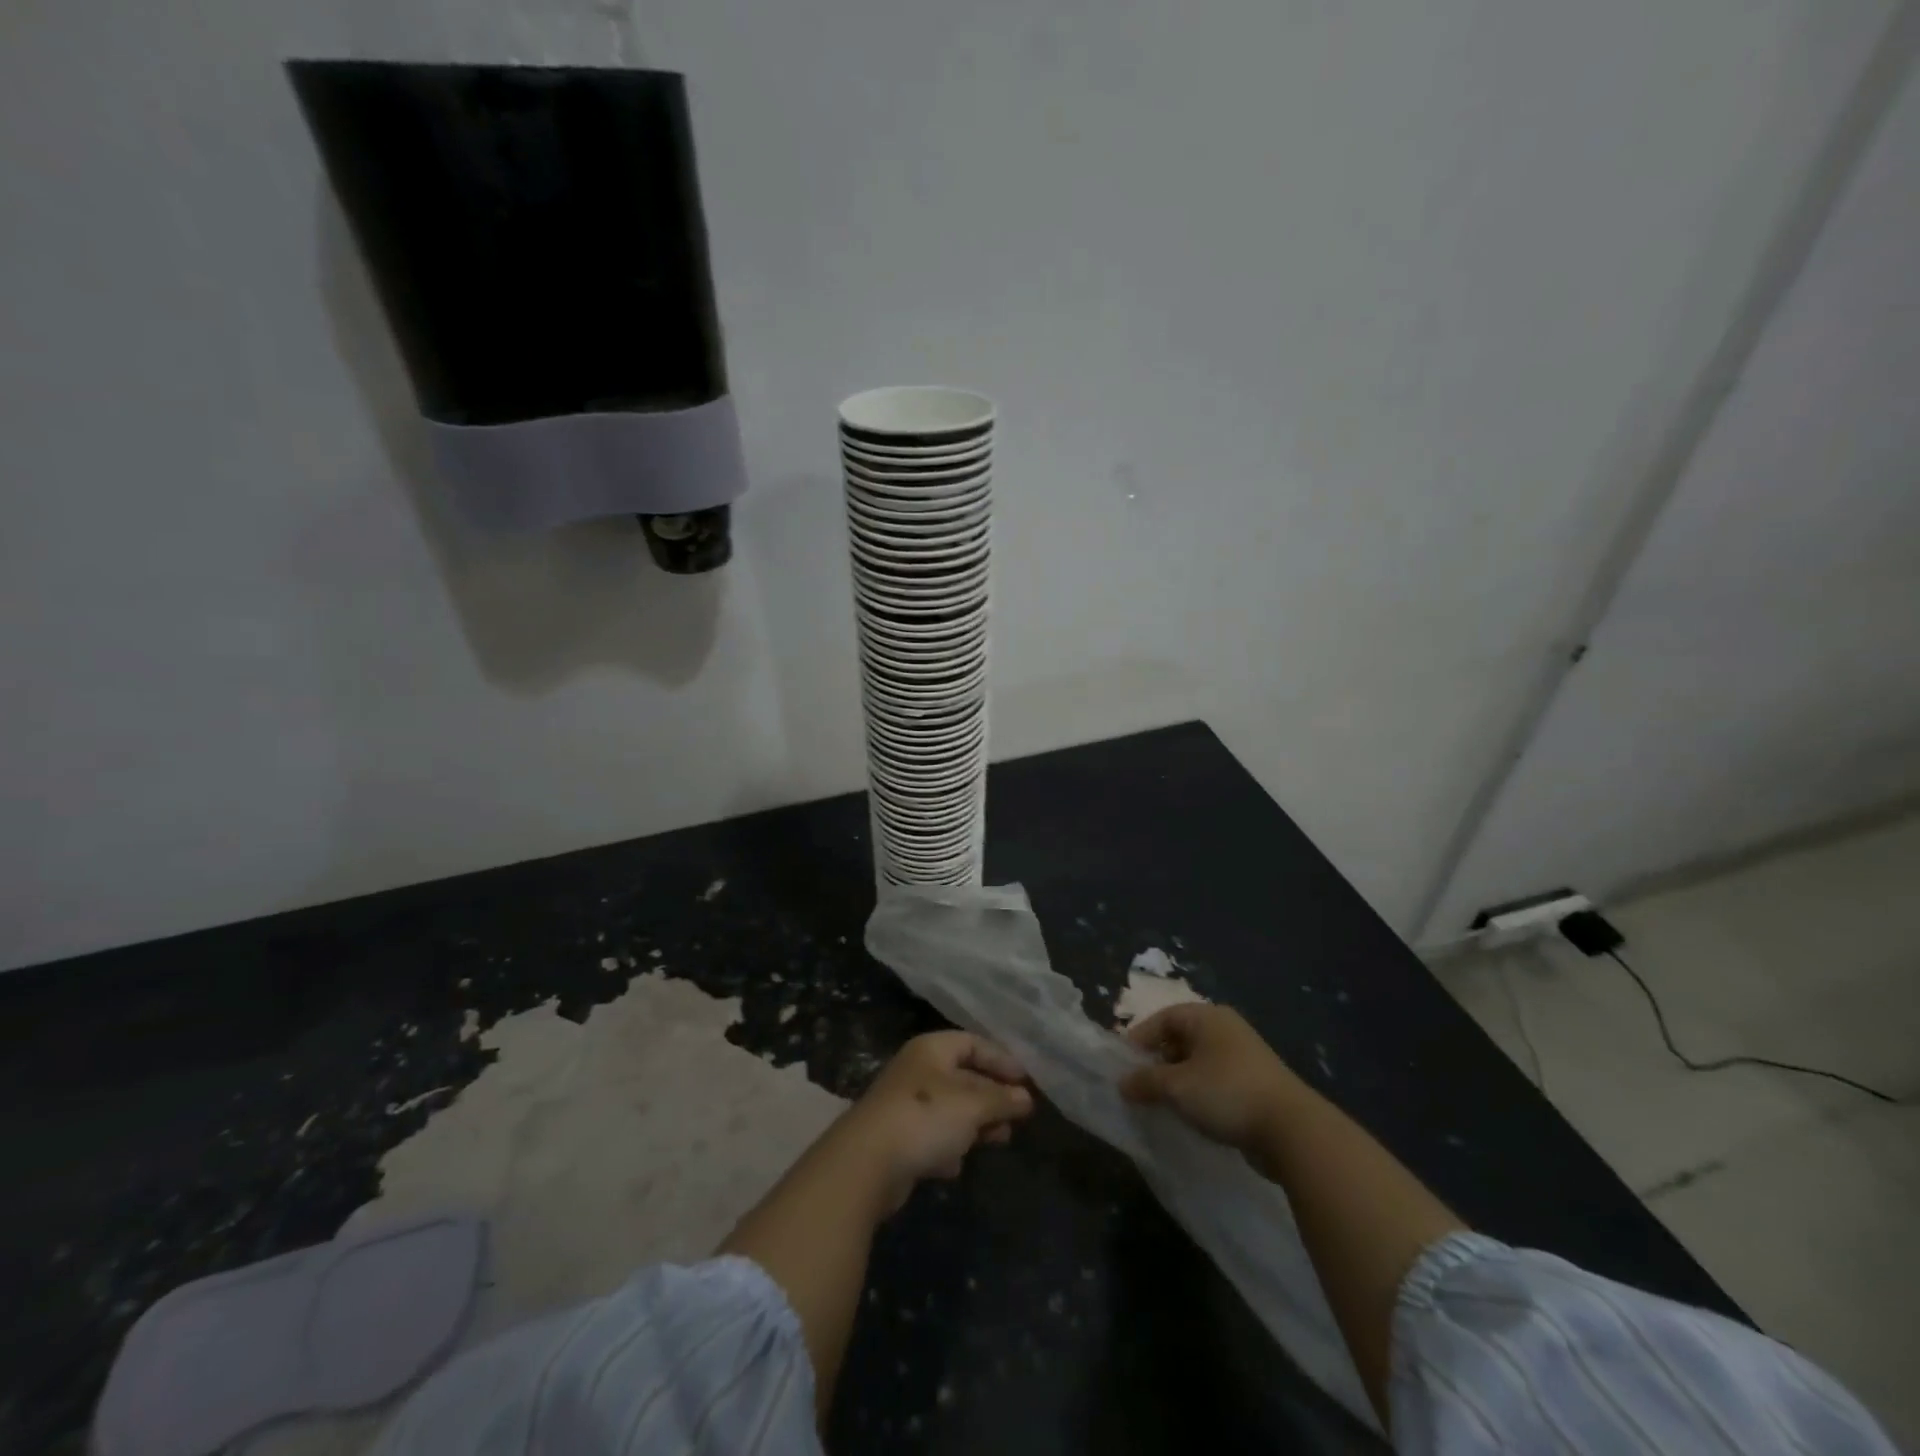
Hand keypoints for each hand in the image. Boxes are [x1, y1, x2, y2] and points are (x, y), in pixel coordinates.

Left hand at [833, 1031, 1034, 1212]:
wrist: (866, 1162)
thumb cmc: (925, 1117)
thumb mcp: (972, 1105)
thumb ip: (1001, 1099)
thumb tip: (1026, 1098)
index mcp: (931, 1049)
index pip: (972, 1042)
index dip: (1001, 1058)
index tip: (1026, 1080)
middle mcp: (917, 1070)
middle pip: (963, 1076)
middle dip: (992, 1095)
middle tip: (1018, 1116)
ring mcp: (905, 1104)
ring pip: (950, 1108)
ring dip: (975, 1123)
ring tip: (1000, 1140)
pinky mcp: (897, 1139)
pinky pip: (932, 1136)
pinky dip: (949, 1146)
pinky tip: (957, 1163)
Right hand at [1120, 1003, 1303, 1160]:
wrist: (1292, 1131)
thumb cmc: (1226, 1093)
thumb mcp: (1177, 1087)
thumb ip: (1146, 1081)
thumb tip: (1122, 1083)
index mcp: (1208, 1017)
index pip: (1164, 1017)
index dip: (1141, 1038)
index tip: (1124, 1063)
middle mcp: (1226, 1030)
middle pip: (1181, 1038)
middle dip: (1158, 1061)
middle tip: (1140, 1085)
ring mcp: (1244, 1057)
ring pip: (1198, 1062)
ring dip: (1178, 1080)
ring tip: (1161, 1103)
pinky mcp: (1255, 1085)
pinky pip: (1216, 1082)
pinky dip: (1199, 1093)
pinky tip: (1190, 1115)